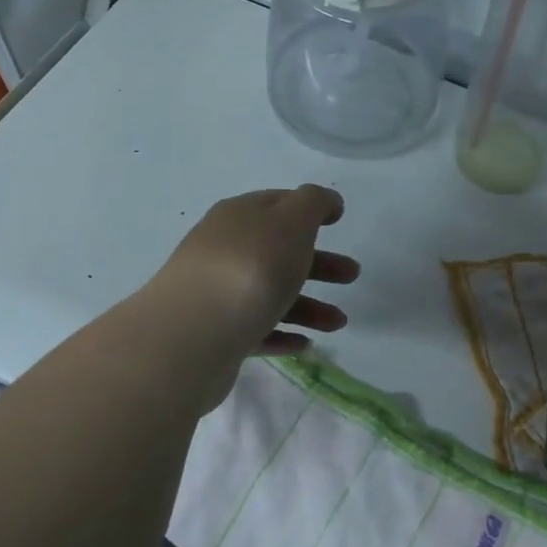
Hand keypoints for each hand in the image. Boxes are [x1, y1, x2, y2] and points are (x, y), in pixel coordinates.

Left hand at [150, 185, 358, 368]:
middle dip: (318, 263)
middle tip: (352, 276)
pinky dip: (282, 333)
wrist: (194, 334)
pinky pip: (256, 329)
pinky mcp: (216, 334)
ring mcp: (216, 294)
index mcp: (239, 217)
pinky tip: (304, 345)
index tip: (338, 221)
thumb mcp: (291, 221)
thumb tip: (326, 202)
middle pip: (278, 252)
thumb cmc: (251, 268)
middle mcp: (224, 250)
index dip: (308, 209)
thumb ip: (314, 203)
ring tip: (338, 324)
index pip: (277, 204)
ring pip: (270, 294)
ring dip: (309, 306)